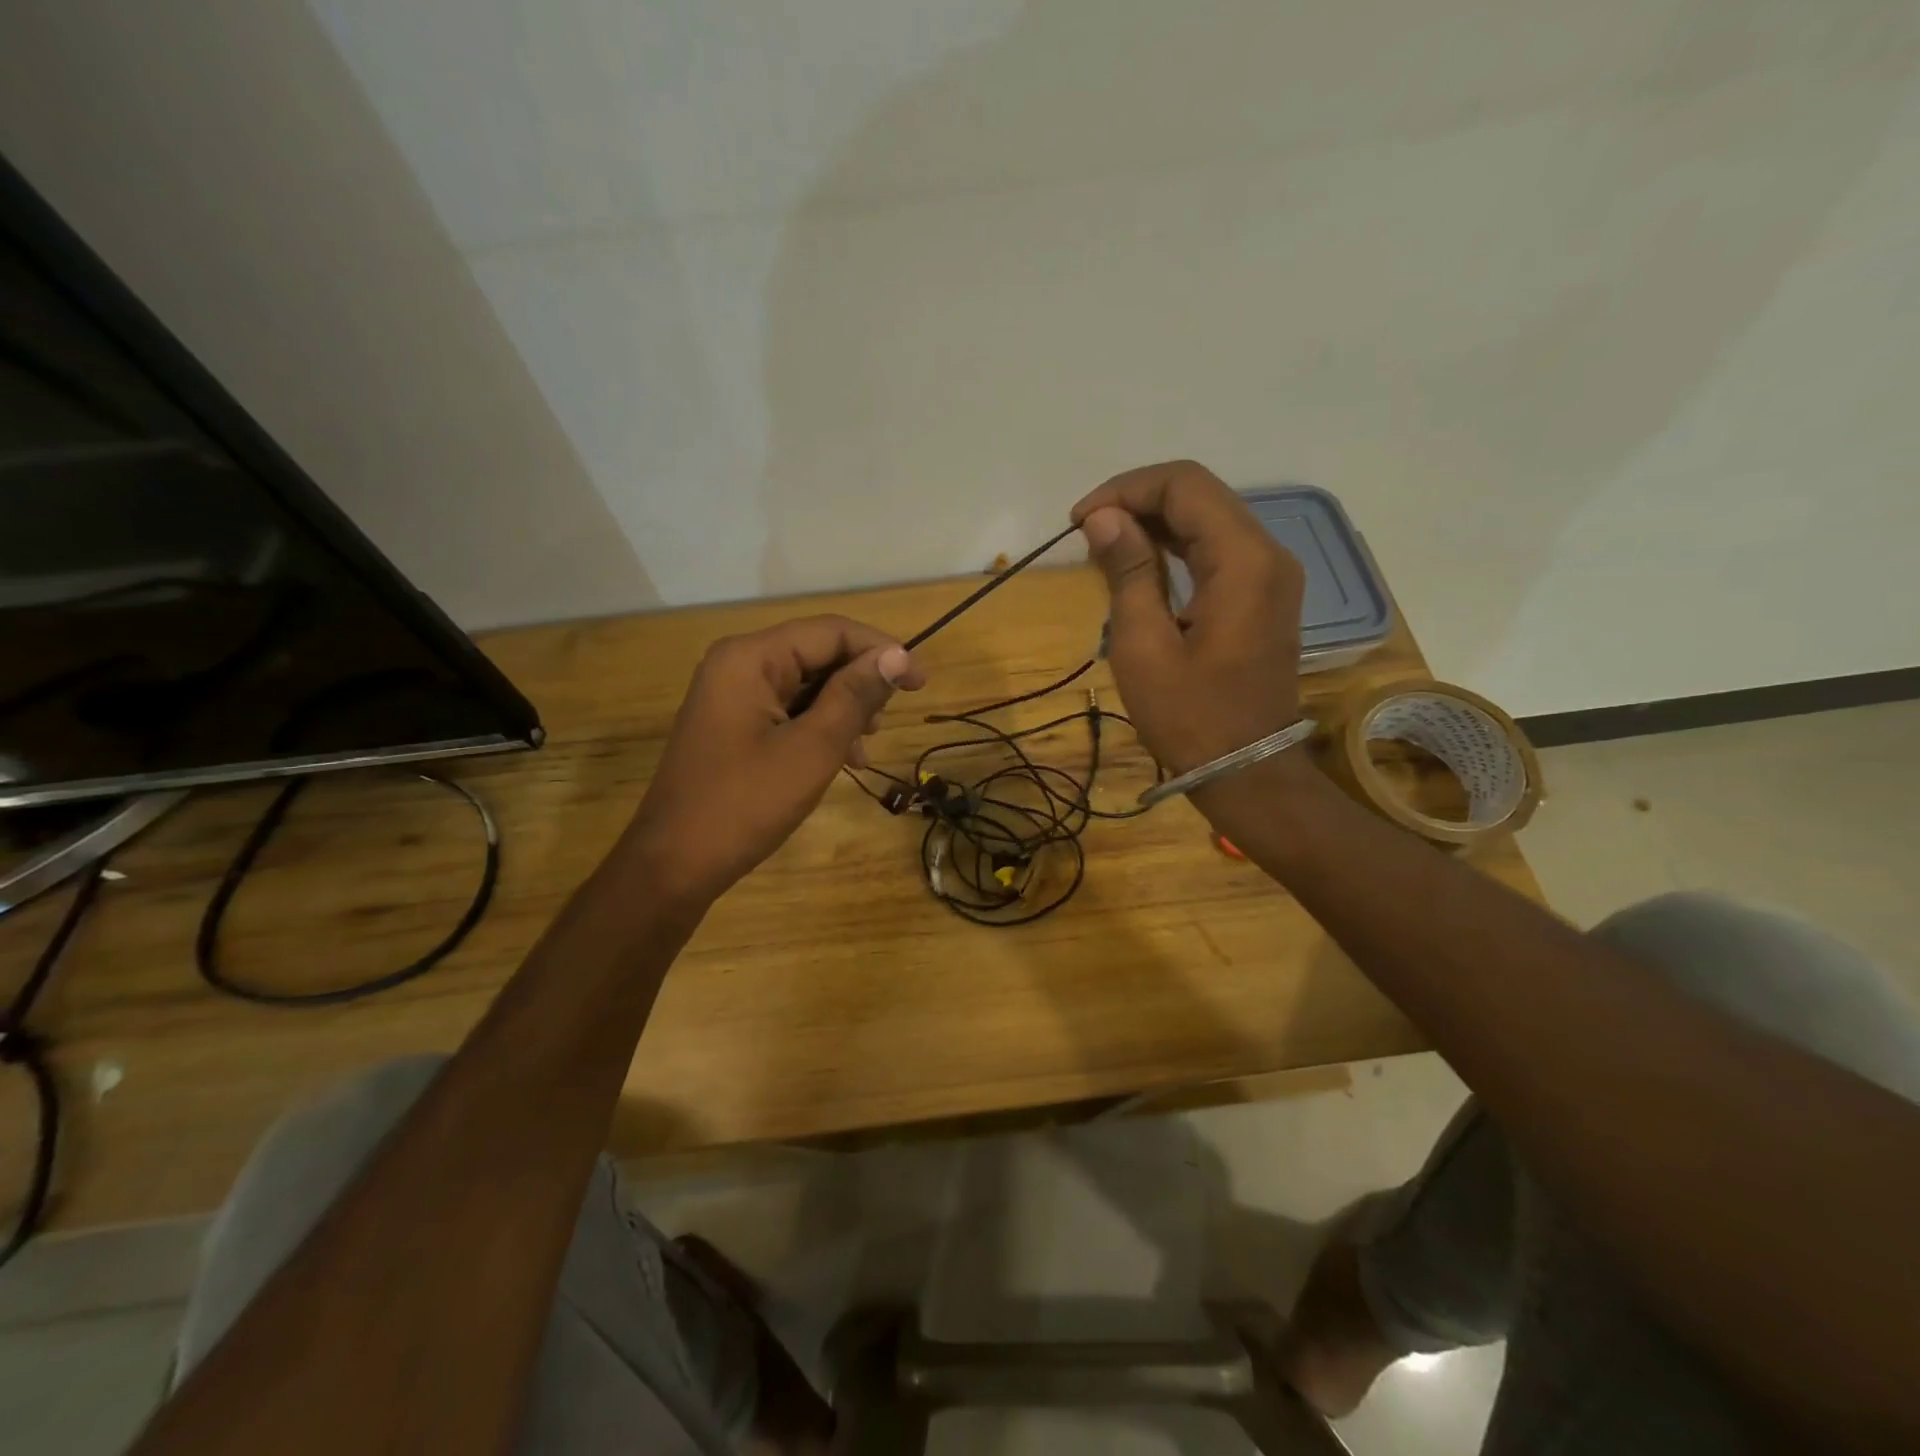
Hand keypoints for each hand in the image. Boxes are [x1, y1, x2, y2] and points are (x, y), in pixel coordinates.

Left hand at [622, 616, 924, 904]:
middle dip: (860, 683)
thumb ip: (855, 696)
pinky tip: (842, 759)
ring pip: (807, 684)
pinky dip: (820, 727)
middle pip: (817, 653)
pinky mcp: (734, 724)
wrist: (674, 865)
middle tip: (887, 723)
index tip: (920, 684)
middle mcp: (738, 664)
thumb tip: (899, 655)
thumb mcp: (811, 749)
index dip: (882, 651)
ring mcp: (733, 695)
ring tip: (865, 747)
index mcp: (751, 658)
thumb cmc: (745, 804)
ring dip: (844, 708)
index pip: (831, 631)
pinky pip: (789, 710)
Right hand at [1071, 461, 1304, 776]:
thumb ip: (1128, 572)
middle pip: (1200, 495)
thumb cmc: (1190, 717)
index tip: (1080, 521)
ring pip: (1208, 518)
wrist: (1246, 770)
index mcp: (1243, 561)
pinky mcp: (1263, 594)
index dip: (1126, 489)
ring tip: (1104, 545)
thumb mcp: (1144, 646)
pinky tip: (1139, 563)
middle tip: (1087, 532)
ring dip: (1154, 522)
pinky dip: (1176, 546)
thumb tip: (1104, 517)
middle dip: (1138, 501)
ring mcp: (1271, 574)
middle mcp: (1268, 553)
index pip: (1184, 485)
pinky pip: (1217, 549)